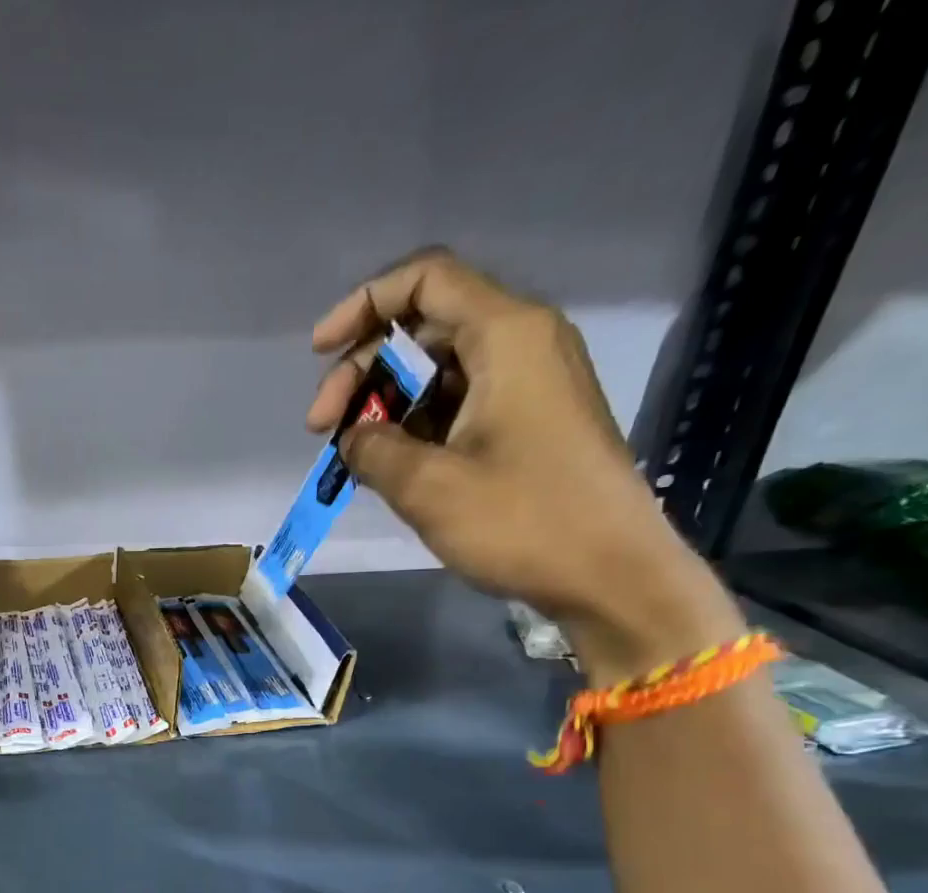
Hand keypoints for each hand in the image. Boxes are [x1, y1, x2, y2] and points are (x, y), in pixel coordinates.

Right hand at [308, 248, 742, 683]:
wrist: (610, 575)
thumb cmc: (523, 521)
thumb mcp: (429, 486)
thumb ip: (373, 449)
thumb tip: (352, 435)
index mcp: (506, 336)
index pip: (425, 281)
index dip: (363, 306)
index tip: (317, 353)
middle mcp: (521, 345)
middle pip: (424, 329)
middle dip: (363, 372)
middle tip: (323, 431)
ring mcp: (528, 385)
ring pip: (437, 372)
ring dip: (385, 406)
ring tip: (351, 458)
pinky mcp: (528, 423)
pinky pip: (458, 405)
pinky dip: (415, 427)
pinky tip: (388, 467)